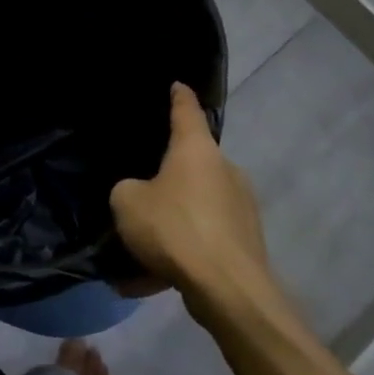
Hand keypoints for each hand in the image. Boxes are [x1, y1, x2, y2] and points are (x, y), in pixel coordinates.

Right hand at [111, 83, 275, 315]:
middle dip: (167, 178)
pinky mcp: (247, 243)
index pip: (187, 111)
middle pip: (192, 164)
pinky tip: (155, 280)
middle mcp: (225, 170)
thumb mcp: (127, 202)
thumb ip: (127, 189)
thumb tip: (139, 194)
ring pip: (196, 208)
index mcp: (197, 150)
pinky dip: (182, 254)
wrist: (228, 289)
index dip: (179, 97)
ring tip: (141, 252)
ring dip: (171, 224)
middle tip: (140, 194)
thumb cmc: (174, 228)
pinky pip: (204, 241)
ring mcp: (241, 208)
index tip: (177, 85)